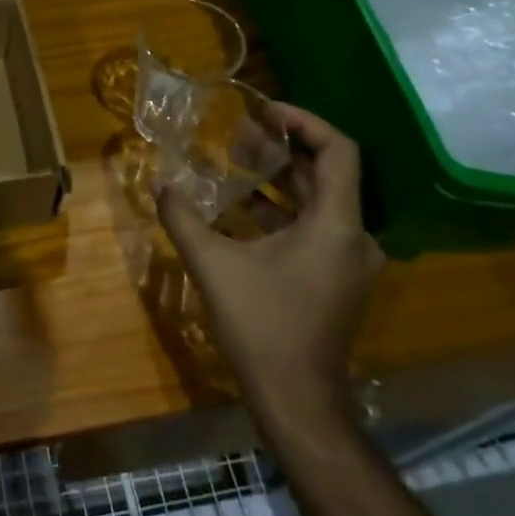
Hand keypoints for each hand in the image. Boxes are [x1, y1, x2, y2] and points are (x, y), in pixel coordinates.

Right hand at [155, 104, 382, 421]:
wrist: (298, 403)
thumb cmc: (262, 327)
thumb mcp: (213, 266)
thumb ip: (183, 219)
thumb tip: (161, 185)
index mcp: (336, 225)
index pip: (338, 150)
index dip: (304, 121)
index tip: (264, 112)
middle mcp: (354, 237)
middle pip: (325, 173)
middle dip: (281, 149)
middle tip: (238, 134)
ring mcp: (349, 261)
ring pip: (318, 201)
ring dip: (278, 179)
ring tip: (234, 163)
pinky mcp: (338, 279)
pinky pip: (315, 227)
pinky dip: (281, 210)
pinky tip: (239, 209)